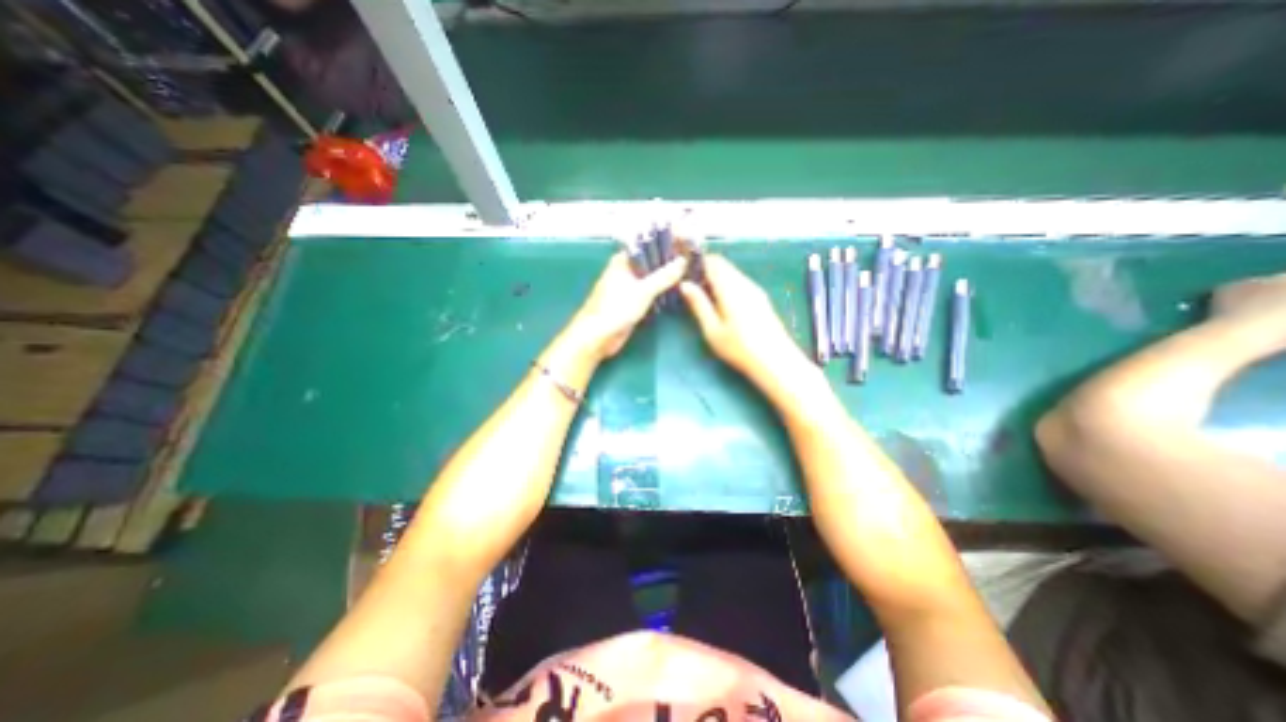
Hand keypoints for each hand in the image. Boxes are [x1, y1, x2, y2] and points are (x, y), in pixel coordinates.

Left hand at [566, 250, 686, 359]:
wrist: (598, 337)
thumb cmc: (616, 309)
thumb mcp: (643, 291)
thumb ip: (664, 276)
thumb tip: (683, 261)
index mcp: (623, 260)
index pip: (648, 245)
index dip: (666, 242)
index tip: (687, 243)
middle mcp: (626, 270)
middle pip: (652, 261)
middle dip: (670, 261)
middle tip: (694, 260)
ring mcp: (630, 287)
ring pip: (653, 278)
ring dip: (668, 277)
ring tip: (691, 273)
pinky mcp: (633, 302)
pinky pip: (651, 292)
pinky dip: (663, 291)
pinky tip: (678, 291)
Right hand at [676, 256, 806, 387]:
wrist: (776, 361)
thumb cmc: (739, 348)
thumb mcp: (712, 330)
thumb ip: (699, 304)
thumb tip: (685, 284)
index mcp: (730, 288)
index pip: (712, 262)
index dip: (696, 262)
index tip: (683, 270)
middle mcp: (744, 283)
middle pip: (723, 265)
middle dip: (705, 269)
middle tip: (690, 284)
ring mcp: (755, 290)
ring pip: (732, 273)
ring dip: (716, 277)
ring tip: (702, 294)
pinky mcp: (761, 298)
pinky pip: (740, 282)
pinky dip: (726, 285)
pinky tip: (720, 303)